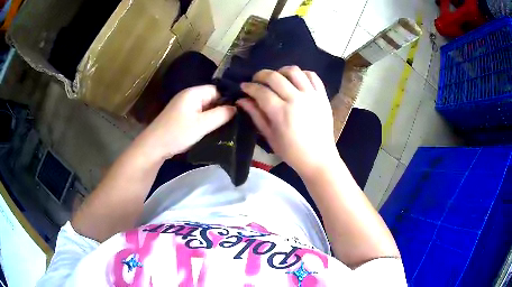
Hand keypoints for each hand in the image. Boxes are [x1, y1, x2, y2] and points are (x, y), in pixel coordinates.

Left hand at [136, 85, 235, 160]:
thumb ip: (221, 115)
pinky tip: (211, 129)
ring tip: (225, 127)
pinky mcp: (181, 116)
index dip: (227, 100)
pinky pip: (198, 114)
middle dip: (221, 109)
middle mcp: (188, 96)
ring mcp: (184, 106)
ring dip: (213, 116)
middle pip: (211, 98)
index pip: (217, 90)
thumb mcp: (202, 125)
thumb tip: (236, 108)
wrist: (154, 146)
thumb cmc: (178, 133)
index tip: (237, 113)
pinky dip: (205, 121)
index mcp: (193, 93)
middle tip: (233, 122)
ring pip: (205, 107)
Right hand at [237, 66, 337, 175]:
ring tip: (277, 78)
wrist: (319, 158)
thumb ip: (256, 115)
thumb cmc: (292, 152)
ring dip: (281, 71)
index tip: (244, 87)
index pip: (261, 91)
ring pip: (294, 71)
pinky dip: (302, 74)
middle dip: (260, 75)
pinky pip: (313, 76)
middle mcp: (296, 99)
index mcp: (281, 113)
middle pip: (275, 76)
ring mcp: (312, 96)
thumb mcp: (270, 136)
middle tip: (256, 80)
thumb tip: (241, 100)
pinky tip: (296, 81)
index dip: (249, 87)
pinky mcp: (323, 96)